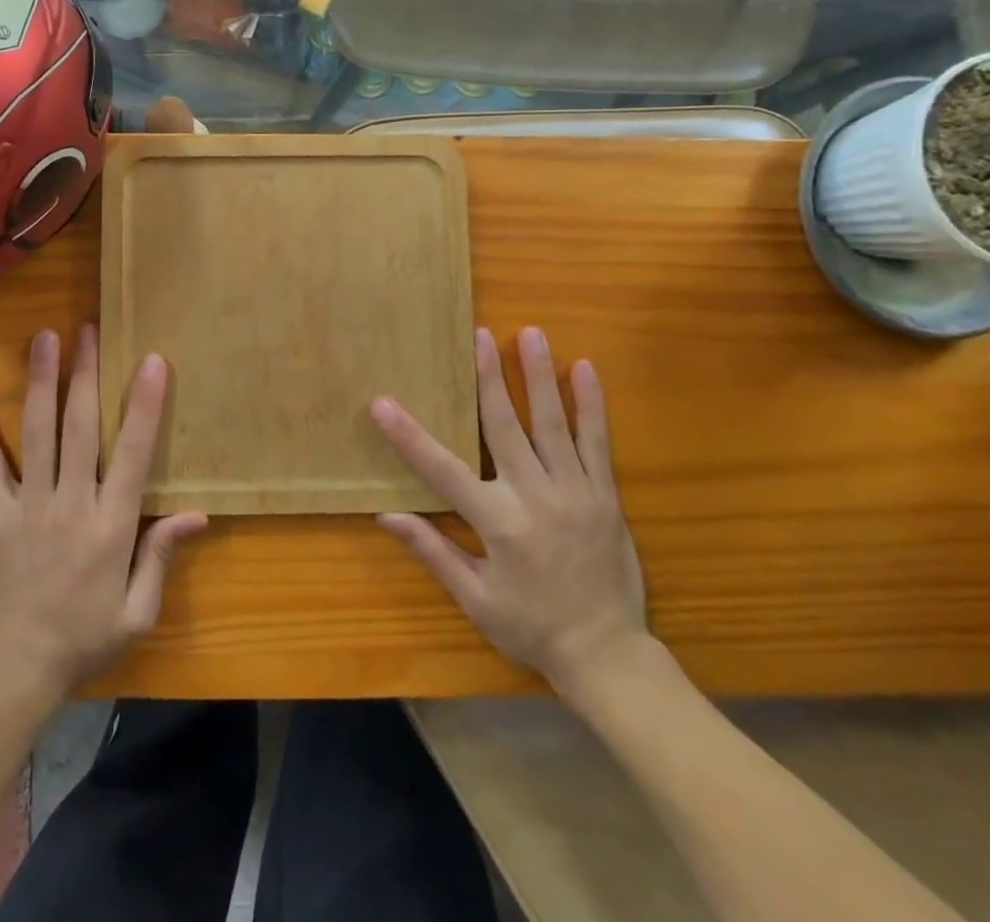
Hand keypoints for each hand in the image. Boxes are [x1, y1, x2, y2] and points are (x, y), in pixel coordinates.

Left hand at [0, 326, 205, 696]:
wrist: (13, 672)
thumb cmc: (84, 640)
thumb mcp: (138, 612)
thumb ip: (161, 558)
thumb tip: (196, 514)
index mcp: (111, 527)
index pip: (132, 454)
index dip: (144, 406)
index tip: (151, 361)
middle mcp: (71, 505)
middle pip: (80, 428)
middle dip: (86, 374)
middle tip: (88, 329)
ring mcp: (28, 506)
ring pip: (37, 432)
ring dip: (41, 381)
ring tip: (44, 338)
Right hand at [374, 327, 646, 700]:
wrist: (607, 656)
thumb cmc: (531, 628)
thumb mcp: (475, 598)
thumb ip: (432, 550)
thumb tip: (386, 515)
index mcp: (497, 522)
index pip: (441, 469)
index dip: (408, 435)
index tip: (382, 403)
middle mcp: (534, 496)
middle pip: (504, 425)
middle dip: (488, 377)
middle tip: (479, 335)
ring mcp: (575, 491)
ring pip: (553, 423)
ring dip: (539, 376)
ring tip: (531, 334)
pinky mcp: (605, 495)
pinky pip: (598, 442)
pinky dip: (591, 405)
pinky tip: (585, 370)